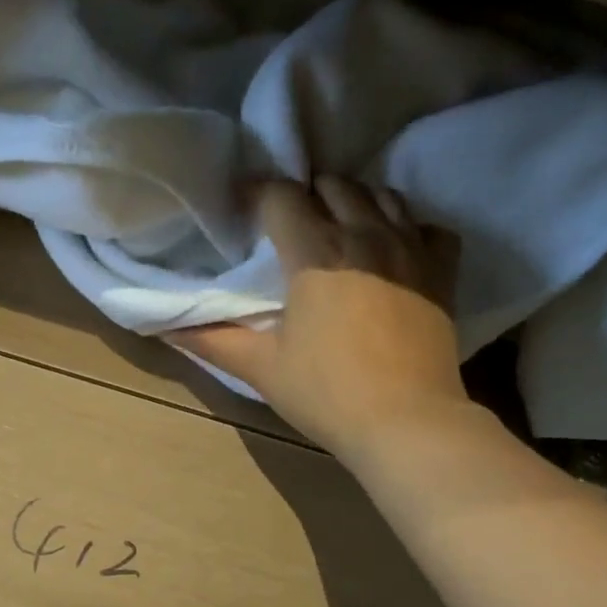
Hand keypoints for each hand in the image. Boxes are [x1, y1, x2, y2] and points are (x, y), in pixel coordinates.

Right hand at [173, 177, 470, 461]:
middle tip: (289, 227)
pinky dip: (407, 228)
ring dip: (354, 203)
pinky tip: (392, 252)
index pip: (281, 195)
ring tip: (338, 231)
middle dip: (305, 195)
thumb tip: (165, 326)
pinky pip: (427, 226)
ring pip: (381, 195)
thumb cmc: (326, 393)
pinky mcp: (441, 270)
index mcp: (315, 252)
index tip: (243, 213)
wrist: (406, 422)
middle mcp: (364, 234)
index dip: (256, 196)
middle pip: (333, 184)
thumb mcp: (260, 368)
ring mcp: (410, 248)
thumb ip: (211, 340)